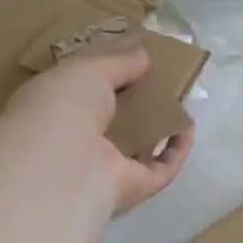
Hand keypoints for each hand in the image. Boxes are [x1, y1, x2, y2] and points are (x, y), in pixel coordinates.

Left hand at [4, 44, 193, 213]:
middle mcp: (77, 143)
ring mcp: (105, 169)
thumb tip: (143, 55)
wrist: (63, 162)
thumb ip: (117, 61)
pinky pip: (161, 170)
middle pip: (112, 123)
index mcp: (55, 112)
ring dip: (157, 129)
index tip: (132, 62)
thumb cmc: (64, 106)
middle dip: (135, 104)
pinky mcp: (132, 187)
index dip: (106, 78)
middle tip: (158, 83)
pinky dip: (176, 151)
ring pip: (136, 149)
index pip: (82, 95)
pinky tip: (187, 128)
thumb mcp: (87, 69)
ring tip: (178, 104)